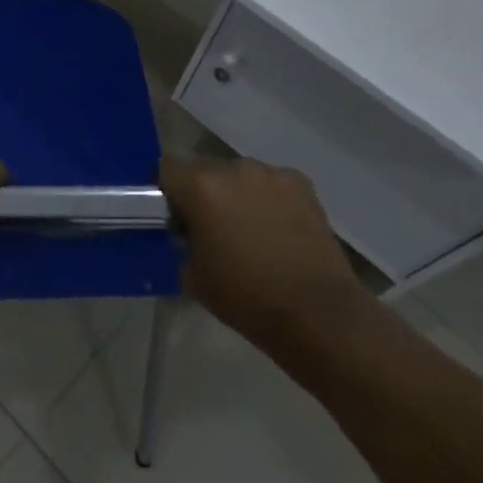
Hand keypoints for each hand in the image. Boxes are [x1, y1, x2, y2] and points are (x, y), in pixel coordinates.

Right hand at [159, 156, 366, 357]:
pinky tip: (277, 227)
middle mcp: (233, 168)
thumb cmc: (246, 297)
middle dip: (201, 190)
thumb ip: (183, 241)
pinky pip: (270, 183)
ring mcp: (271, 174)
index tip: (172, 215)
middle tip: (209, 224)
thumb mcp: (192, 274)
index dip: (165, 190)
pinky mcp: (302, 185)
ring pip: (238, 174)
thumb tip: (188, 233)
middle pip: (202, 168)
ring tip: (248, 226)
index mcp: (200, 186)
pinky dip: (267, 198)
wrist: (318, 314)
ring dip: (235, 192)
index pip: (165, 169)